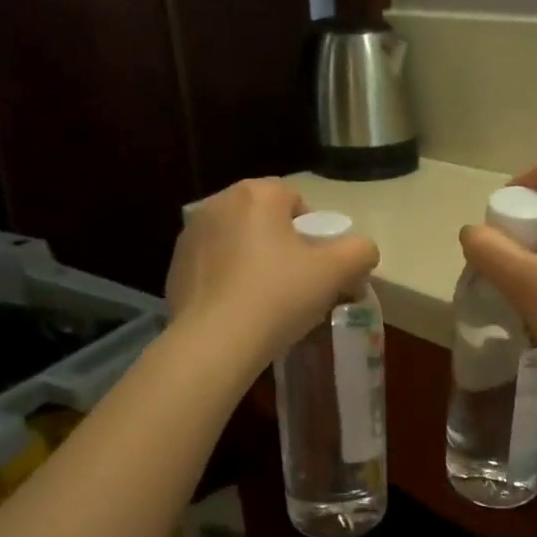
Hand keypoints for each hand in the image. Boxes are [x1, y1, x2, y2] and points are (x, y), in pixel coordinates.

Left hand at [167, 178, 378, 365]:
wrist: (216, 342)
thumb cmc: (279, 296)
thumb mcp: (336, 272)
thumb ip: (360, 251)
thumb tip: (362, 251)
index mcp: (256, 195)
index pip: (295, 200)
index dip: (312, 231)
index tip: (317, 265)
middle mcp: (217, 203)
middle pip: (263, 219)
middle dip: (281, 244)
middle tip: (295, 283)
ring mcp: (191, 235)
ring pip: (236, 241)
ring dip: (252, 259)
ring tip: (265, 299)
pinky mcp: (174, 267)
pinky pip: (213, 266)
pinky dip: (227, 279)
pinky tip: (238, 310)